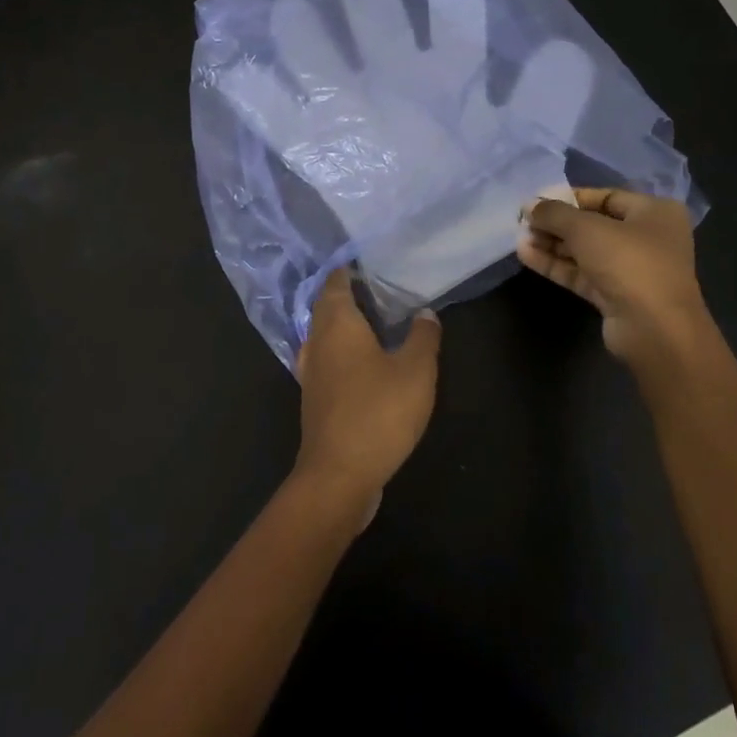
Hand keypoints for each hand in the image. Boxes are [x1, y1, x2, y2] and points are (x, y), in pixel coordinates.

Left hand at [292, 270, 441, 513]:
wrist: (339, 474)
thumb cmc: (378, 413)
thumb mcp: (416, 371)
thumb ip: (423, 337)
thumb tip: (425, 313)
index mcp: (337, 324)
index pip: (336, 282)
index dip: (350, 269)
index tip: (371, 261)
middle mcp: (317, 340)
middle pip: (327, 306)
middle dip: (349, 293)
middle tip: (381, 288)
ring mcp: (311, 371)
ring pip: (324, 333)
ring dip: (345, 323)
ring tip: (376, 320)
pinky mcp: (314, 397)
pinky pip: (327, 358)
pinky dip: (342, 350)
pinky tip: (364, 361)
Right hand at [517, 188, 708, 371]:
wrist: (654, 329)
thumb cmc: (629, 263)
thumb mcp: (586, 229)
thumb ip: (554, 213)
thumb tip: (528, 204)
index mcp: (654, 212)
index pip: (605, 197)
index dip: (569, 197)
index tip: (537, 201)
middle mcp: (647, 238)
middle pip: (593, 224)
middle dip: (557, 223)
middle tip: (523, 221)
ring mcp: (631, 269)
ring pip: (585, 251)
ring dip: (552, 244)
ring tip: (519, 237)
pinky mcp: (615, 295)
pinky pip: (582, 273)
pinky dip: (556, 264)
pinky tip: (526, 255)